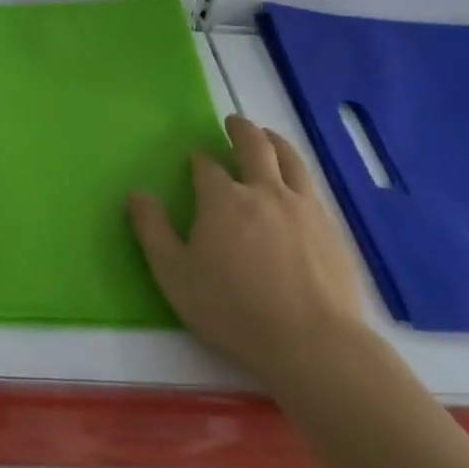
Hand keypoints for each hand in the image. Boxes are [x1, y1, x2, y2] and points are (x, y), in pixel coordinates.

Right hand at [128, 115, 370, 392]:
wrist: (314, 345)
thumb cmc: (234, 311)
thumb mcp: (175, 275)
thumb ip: (152, 230)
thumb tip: (136, 194)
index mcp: (223, 200)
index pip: (207, 167)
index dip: (199, 160)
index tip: (194, 160)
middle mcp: (264, 191)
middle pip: (254, 146)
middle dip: (241, 130)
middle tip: (234, 122)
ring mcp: (303, 207)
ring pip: (290, 159)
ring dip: (275, 141)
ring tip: (268, 136)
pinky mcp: (332, 228)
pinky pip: (312, 186)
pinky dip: (298, 172)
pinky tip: (297, 182)